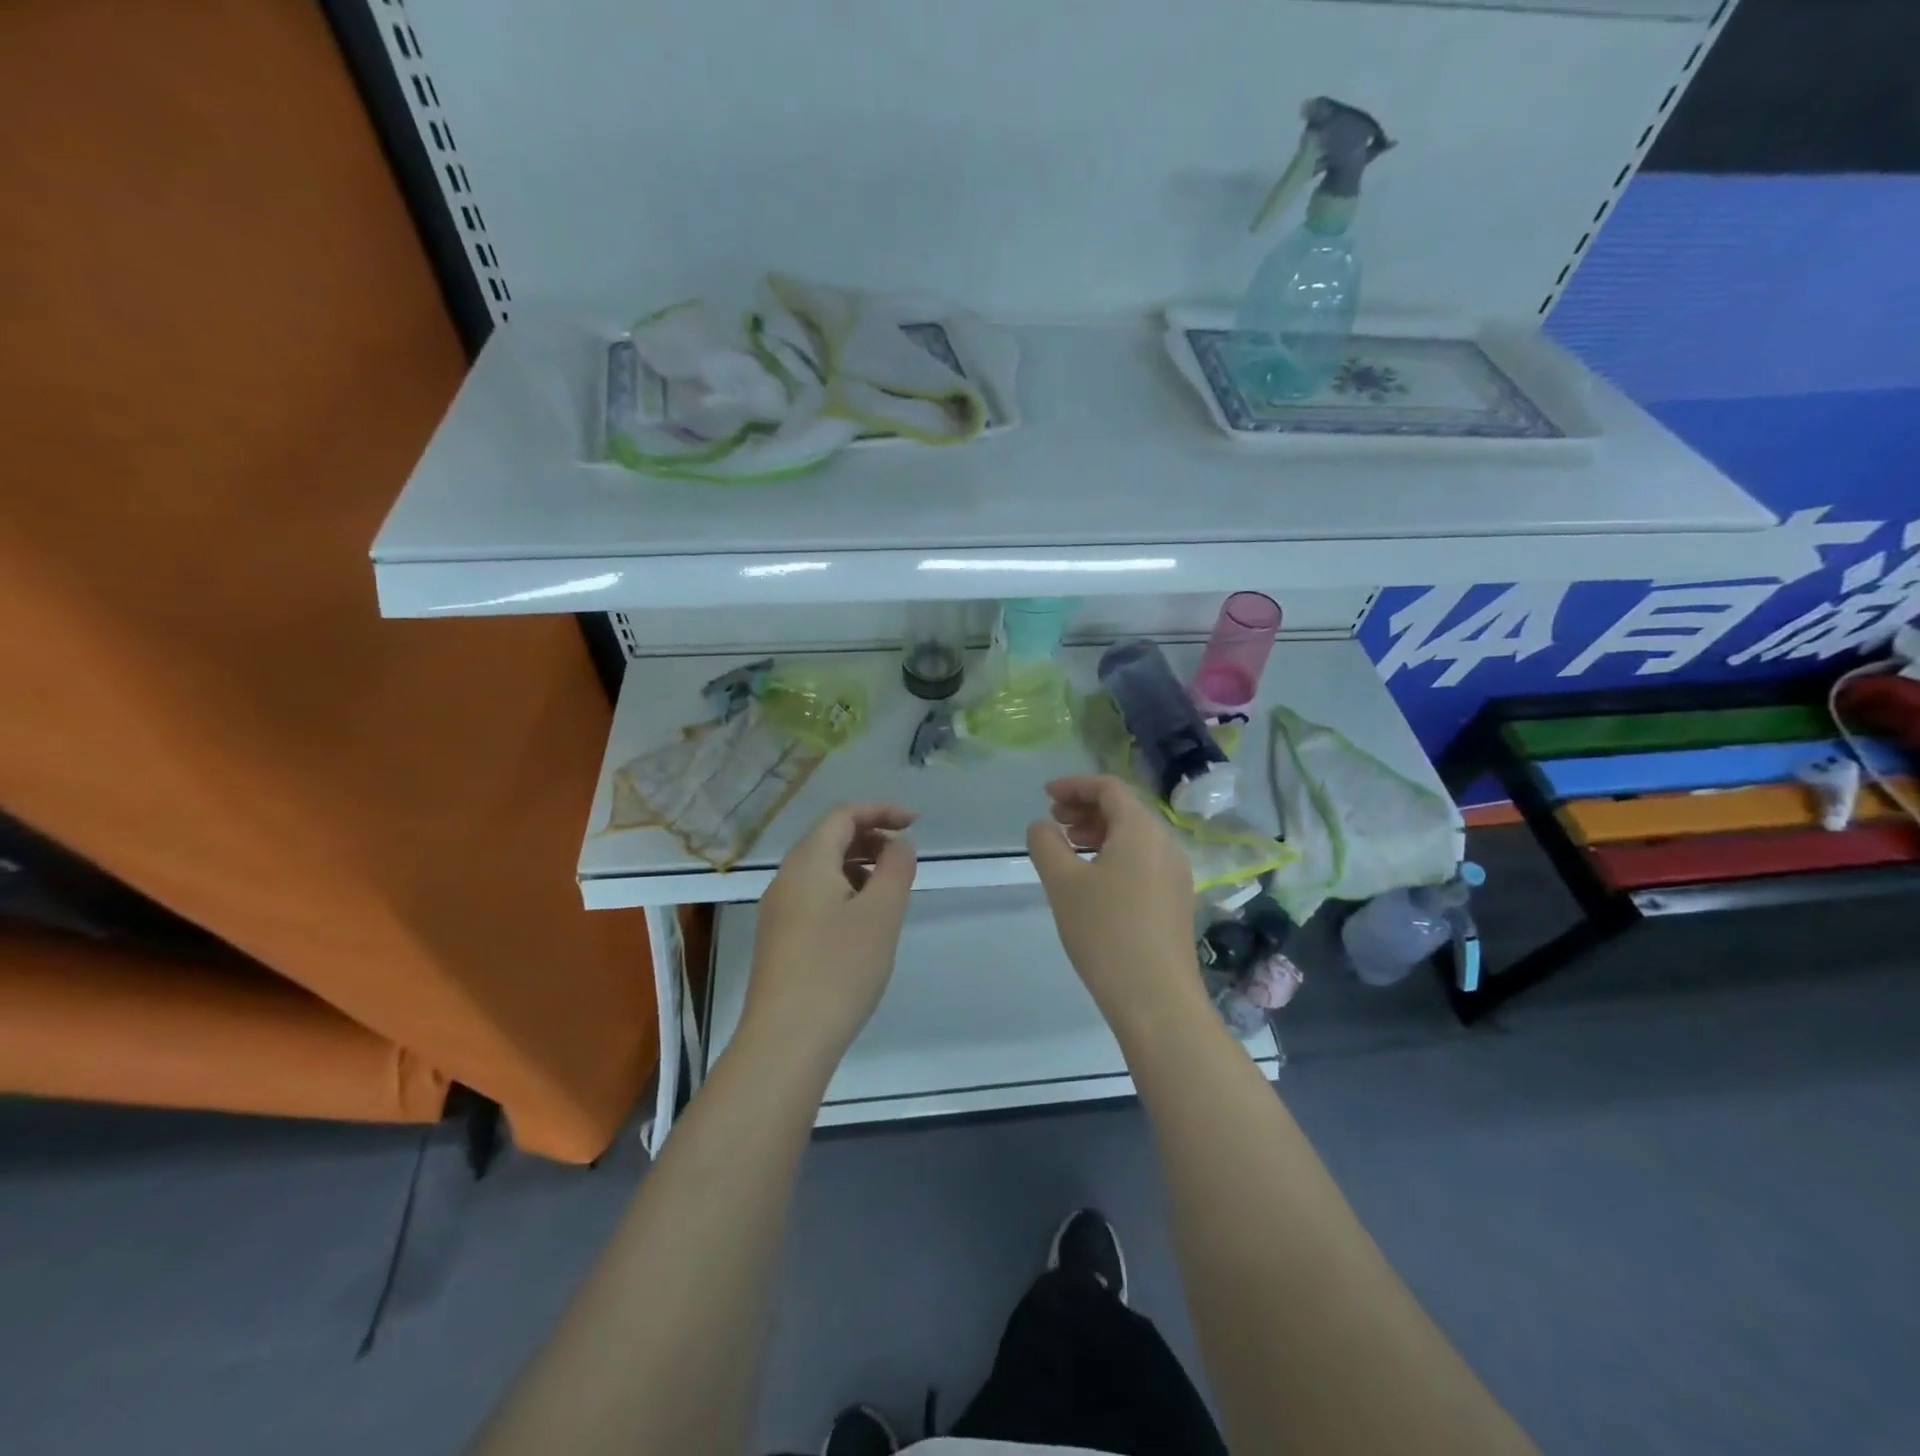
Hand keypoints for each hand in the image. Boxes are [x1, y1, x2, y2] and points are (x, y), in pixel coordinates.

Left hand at [742, 803, 917, 1066]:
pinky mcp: (779, 938)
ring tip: (889, 889)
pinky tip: (863, 921)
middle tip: (905, 857)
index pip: (843, 815)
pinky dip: (844, 890)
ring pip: (821, 868)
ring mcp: (778, 910)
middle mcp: (786, 878)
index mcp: (807, 862)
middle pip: (829, 838)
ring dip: (858, 866)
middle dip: (870, 837)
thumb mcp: (881, 914)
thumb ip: (895, 869)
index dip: (881, 811)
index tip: (915, 823)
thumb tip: (898, 845)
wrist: (786, 1040)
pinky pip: (814, 895)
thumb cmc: (839, 969)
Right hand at [1026, 776, 1203, 1029]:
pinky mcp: (1175, 901)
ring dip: (1099, 833)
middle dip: (1086, 808)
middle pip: (1124, 810)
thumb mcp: (1063, 883)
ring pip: (1134, 837)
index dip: (1075, 785)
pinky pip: (1142, 860)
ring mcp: (1175, 874)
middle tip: (1053, 822)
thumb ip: (1046, 844)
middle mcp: (1166, 844)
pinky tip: (1092, 881)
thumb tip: (1043, 826)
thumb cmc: (1105, 932)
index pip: (1109, 788)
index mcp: (1142, 830)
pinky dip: (1114, 855)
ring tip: (1067, 850)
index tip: (1045, 795)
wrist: (1156, 999)